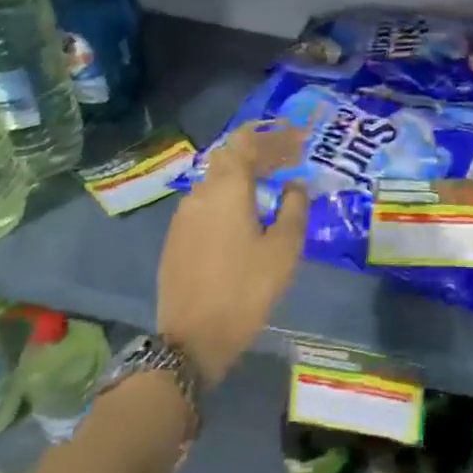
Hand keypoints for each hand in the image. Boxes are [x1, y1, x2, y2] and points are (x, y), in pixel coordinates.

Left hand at [157, 123, 307, 386]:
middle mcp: (201, 192)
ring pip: (216, 180)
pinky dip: (229, 197)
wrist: (192, 339)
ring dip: (244, 176)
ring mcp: (183, 215)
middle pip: (229, 157)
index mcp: (227, 188)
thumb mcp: (284, 250)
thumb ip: (294, 209)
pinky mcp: (176, 237)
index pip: (245, 140)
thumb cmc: (245, 289)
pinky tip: (245, 216)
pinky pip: (206, 202)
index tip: (296, 136)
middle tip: (288, 160)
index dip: (272, 134)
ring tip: (271, 187)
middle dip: (260, 152)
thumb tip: (294, 185)